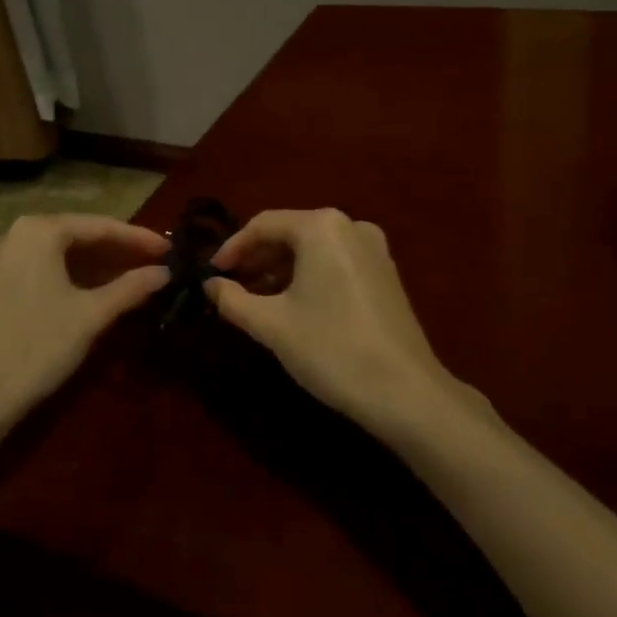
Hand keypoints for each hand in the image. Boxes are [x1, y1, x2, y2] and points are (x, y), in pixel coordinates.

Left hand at [0, 214, 170, 433]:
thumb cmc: (37, 346)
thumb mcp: (90, 315)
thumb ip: (130, 288)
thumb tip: (165, 272)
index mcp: (40, 230)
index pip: (100, 226)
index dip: (138, 238)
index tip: (170, 248)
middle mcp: (18, 233)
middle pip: (80, 235)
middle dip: (119, 250)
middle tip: (156, 263)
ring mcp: (3, 257)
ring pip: (62, 253)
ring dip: (98, 265)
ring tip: (135, 276)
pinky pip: (45, 267)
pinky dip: (74, 276)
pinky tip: (98, 290)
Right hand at [207, 209, 457, 435]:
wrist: (406, 392)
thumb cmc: (331, 348)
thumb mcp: (272, 325)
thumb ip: (233, 299)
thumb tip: (210, 285)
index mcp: (322, 226)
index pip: (263, 224)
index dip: (232, 247)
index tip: (211, 273)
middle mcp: (350, 226)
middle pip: (290, 233)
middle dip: (257, 258)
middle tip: (230, 286)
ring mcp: (374, 249)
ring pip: (313, 249)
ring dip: (281, 269)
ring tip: (256, 299)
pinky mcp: (386, 273)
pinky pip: (335, 262)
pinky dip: (308, 276)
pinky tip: (293, 305)